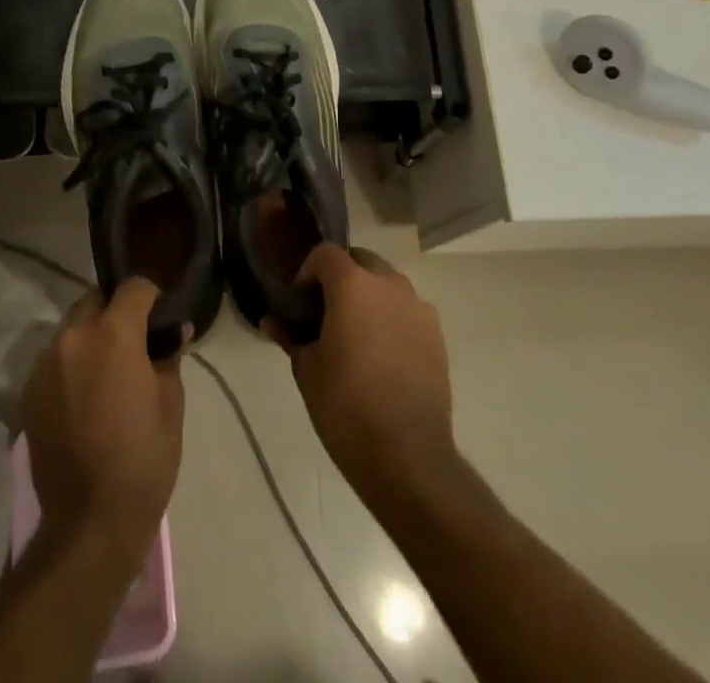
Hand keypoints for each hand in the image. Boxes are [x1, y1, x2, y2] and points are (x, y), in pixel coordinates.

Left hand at [23, 278, 184, 561]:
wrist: (89, 522)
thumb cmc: (143, 459)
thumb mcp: (171, 403)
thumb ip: (168, 356)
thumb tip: (174, 331)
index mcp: (113, 333)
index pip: (133, 287)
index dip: (151, 296)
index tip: (161, 315)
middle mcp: (73, 337)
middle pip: (95, 301)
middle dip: (115, 310)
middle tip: (134, 340)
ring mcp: (45, 364)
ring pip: (72, 329)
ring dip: (90, 336)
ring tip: (107, 369)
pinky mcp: (29, 392)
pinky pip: (55, 360)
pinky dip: (71, 363)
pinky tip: (84, 395)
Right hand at [275, 245, 455, 495]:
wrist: (408, 456)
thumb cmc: (346, 407)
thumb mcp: (307, 371)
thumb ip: (290, 337)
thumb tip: (272, 321)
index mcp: (353, 285)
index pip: (325, 254)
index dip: (308, 271)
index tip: (300, 302)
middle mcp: (389, 284)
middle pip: (360, 261)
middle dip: (341, 277)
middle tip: (326, 313)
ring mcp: (418, 307)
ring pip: (387, 284)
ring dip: (369, 296)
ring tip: (356, 334)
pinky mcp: (437, 334)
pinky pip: (407, 310)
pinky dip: (392, 318)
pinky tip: (383, 354)